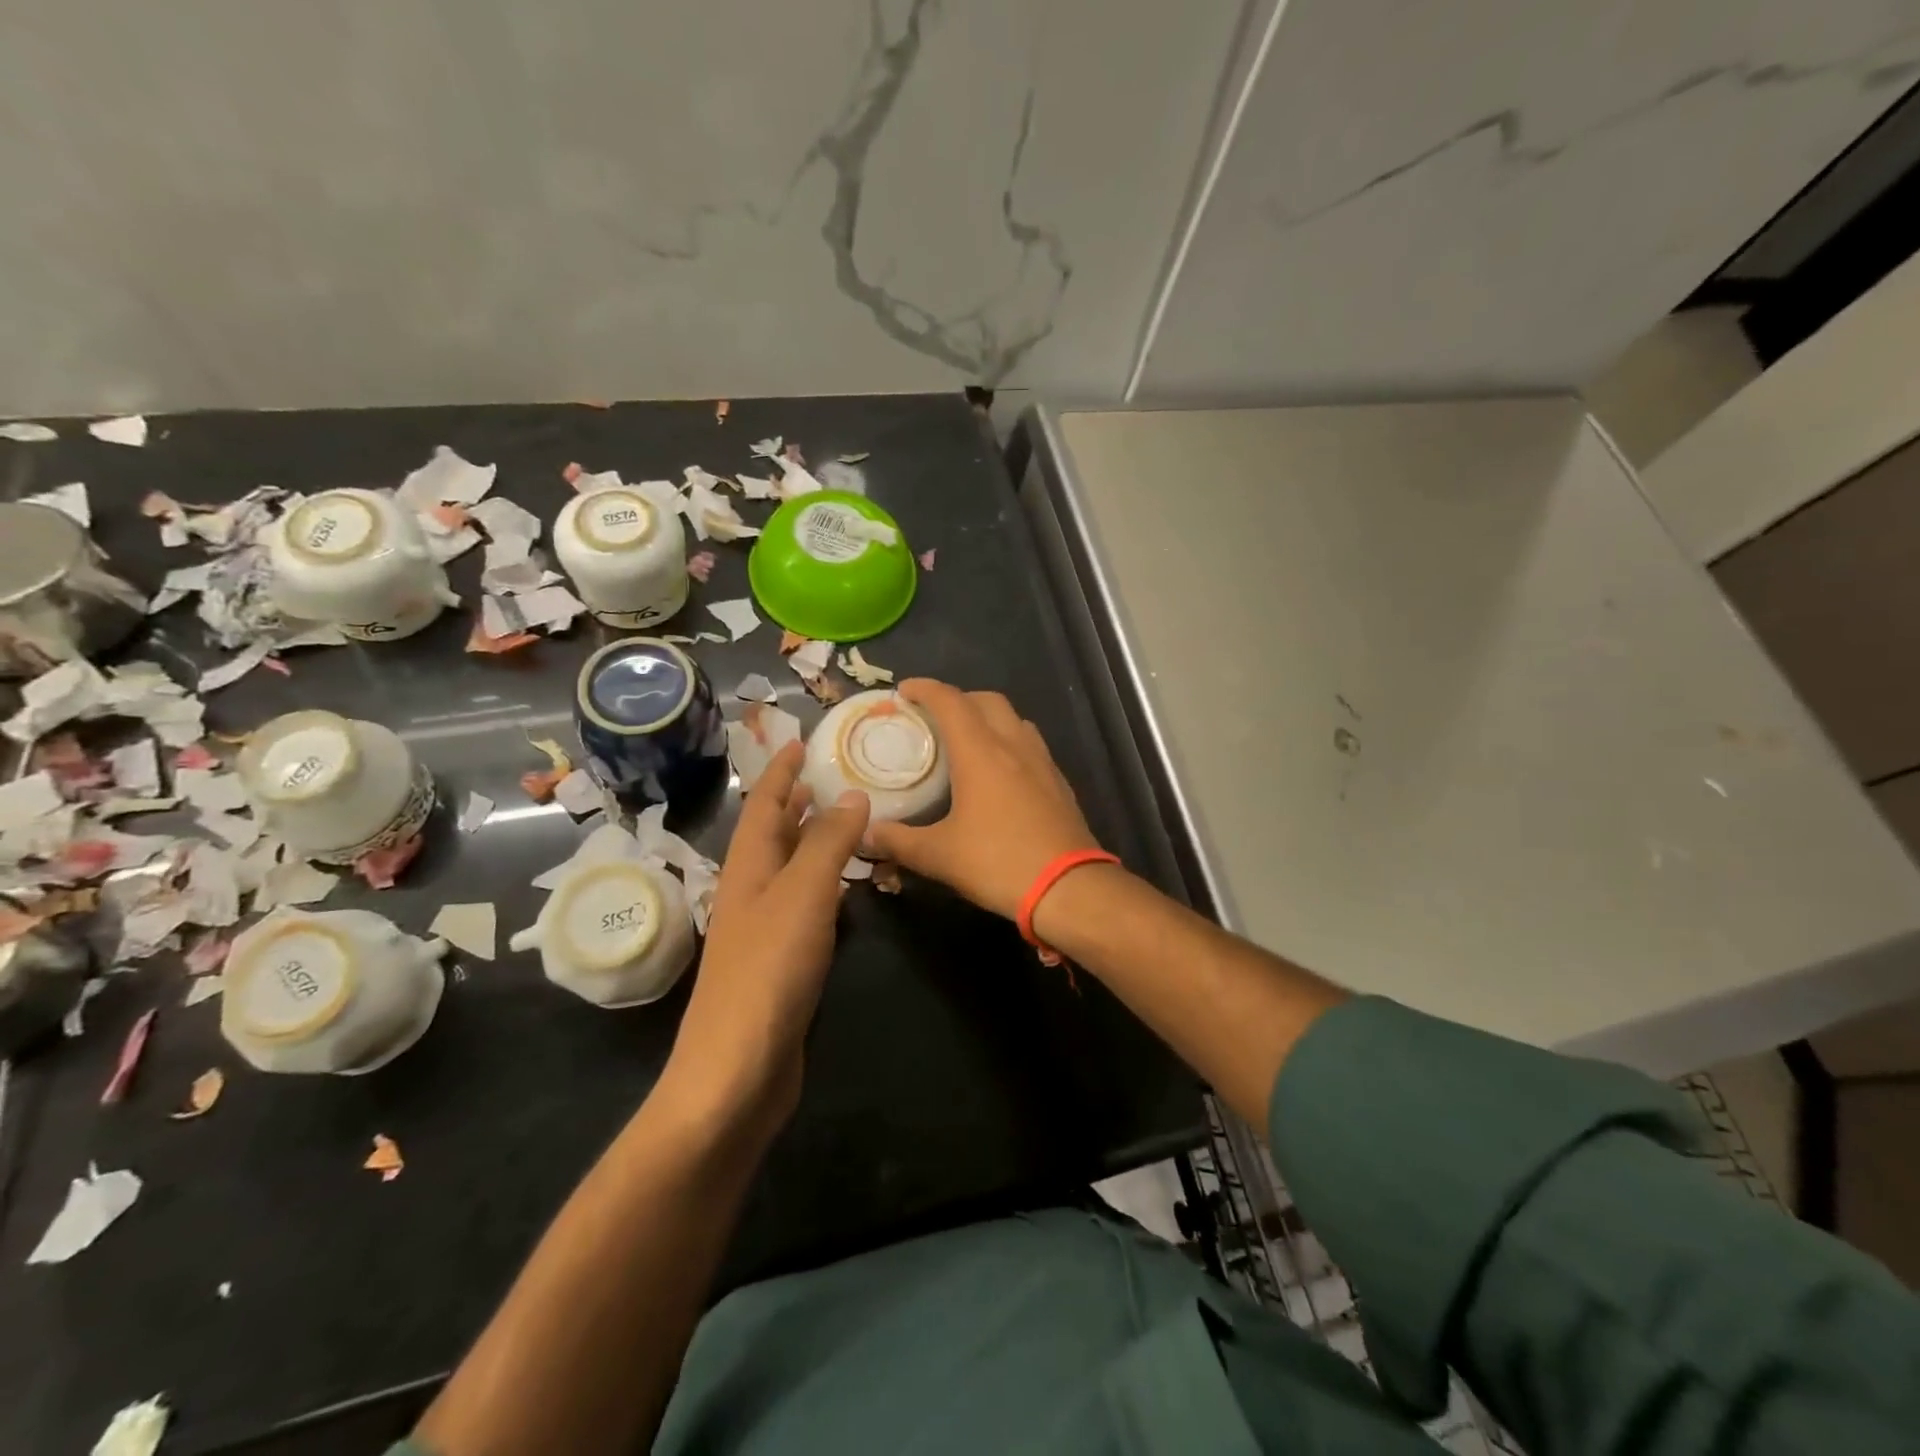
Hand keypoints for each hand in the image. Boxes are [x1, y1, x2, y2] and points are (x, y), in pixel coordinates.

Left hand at [661, 741, 868, 1134]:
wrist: (738, 1069)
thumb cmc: (769, 971)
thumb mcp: (804, 895)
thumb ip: (829, 843)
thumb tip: (851, 794)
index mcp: (748, 867)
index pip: (764, 804)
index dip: (780, 770)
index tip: (798, 740)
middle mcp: (751, 890)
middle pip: (772, 833)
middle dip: (794, 800)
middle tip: (826, 774)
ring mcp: (763, 928)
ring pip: (788, 868)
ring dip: (810, 839)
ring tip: (841, 818)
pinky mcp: (780, 961)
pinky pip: (803, 904)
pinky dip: (823, 883)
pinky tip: (845, 889)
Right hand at [866, 680, 1101, 919]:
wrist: (1069, 887)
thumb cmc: (999, 862)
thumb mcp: (939, 855)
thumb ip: (898, 840)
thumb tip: (866, 833)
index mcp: (981, 752)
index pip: (950, 701)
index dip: (925, 689)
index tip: (904, 691)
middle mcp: (1014, 745)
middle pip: (986, 700)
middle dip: (958, 698)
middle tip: (934, 718)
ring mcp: (1042, 762)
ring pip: (1013, 719)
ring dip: (988, 718)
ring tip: (967, 741)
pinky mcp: (1059, 782)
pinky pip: (1030, 744)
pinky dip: (1009, 742)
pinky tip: (1000, 773)